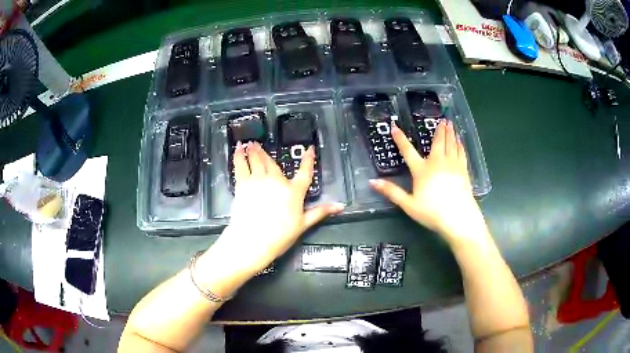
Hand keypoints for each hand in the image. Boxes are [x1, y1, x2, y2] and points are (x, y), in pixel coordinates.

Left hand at [208, 142, 343, 276]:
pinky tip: (238, 149)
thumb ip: (320, 212)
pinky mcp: (243, 184)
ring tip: (250, 143)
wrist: (253, 240)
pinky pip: (241, 166)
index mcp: (294, 191)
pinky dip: (239, 156)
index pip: (305, 172)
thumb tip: (339, 206)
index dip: (308, 160)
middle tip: (260, 145)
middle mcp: (277, 181)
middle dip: (267, 153)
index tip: (309, 149)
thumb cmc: (280, 235)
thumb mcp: (303, 224)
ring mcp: (259, 180)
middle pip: (273, 163)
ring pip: (257, 161)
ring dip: (254, 151)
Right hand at [369, 121, 487, 244]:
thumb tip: (372, 182)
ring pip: (451, 145)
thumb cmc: (432, 212)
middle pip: (438, 142)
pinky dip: (460, 145)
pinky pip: (461, 153)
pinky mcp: (463, 171)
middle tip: (442, 119)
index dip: (400, 139)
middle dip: (439, 130)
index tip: (395, 127)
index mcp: (422, 170)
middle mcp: (437, 163)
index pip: (408, 151)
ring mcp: (452, 165)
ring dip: (450, 133)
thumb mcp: (409, 204)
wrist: (458, 218)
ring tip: (451, 124)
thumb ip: (392, 192)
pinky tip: (460, 141)